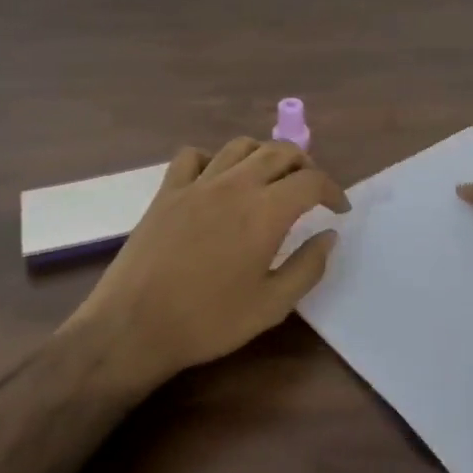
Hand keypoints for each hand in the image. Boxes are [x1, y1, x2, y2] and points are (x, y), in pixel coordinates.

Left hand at [66, 138, 349, 385]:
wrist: (133, 327)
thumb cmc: (208, 321)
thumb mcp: (271, 306)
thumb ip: (307, 267)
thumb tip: (329, 236)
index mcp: (266, 211)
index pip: (312, 181)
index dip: (333, 191)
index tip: (338, 210)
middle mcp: (235, 185)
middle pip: (280, 151)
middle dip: (304, 165)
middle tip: (311, 190)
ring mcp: (198, 183)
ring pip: (240, 146)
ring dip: (264, 155)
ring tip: (270, 178)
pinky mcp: (167, 191)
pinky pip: (193, 156)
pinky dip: (212, 158)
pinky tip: (216, 179)